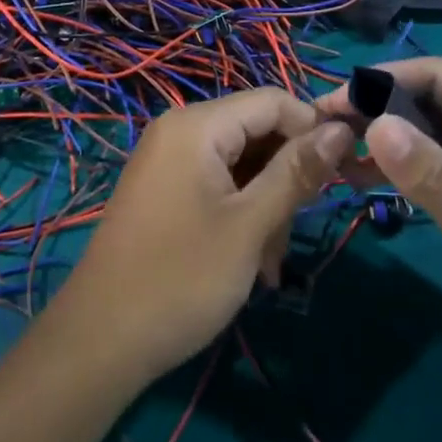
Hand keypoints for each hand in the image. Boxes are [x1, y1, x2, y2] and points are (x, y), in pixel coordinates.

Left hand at [55, 88, 353, 385]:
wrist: (100, 340)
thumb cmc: (180, 278)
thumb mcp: (250, 226)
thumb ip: (297, 173)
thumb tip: (341, 129)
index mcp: (196, 125)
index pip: (272, 101)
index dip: (312, 130)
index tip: (342, 175)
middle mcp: (180, 131)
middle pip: (256, 131)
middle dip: (285, 177)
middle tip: (292, 233)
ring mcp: (168, 161)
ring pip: (240, 163)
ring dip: (266, 205)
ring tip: (267, 263)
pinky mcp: (164, 190)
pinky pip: (217, 183)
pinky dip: (240, 213)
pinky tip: (250, 262)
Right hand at [315, 57, 441, 398]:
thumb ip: (432, 178)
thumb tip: (375, 122)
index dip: (386, 79)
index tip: (336, 103)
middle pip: (437, 102)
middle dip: (381, 108)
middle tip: (327, 132)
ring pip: (438, 137)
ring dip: (391, 140)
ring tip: (338, 156)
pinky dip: (410, 171)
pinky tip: (373, 183)